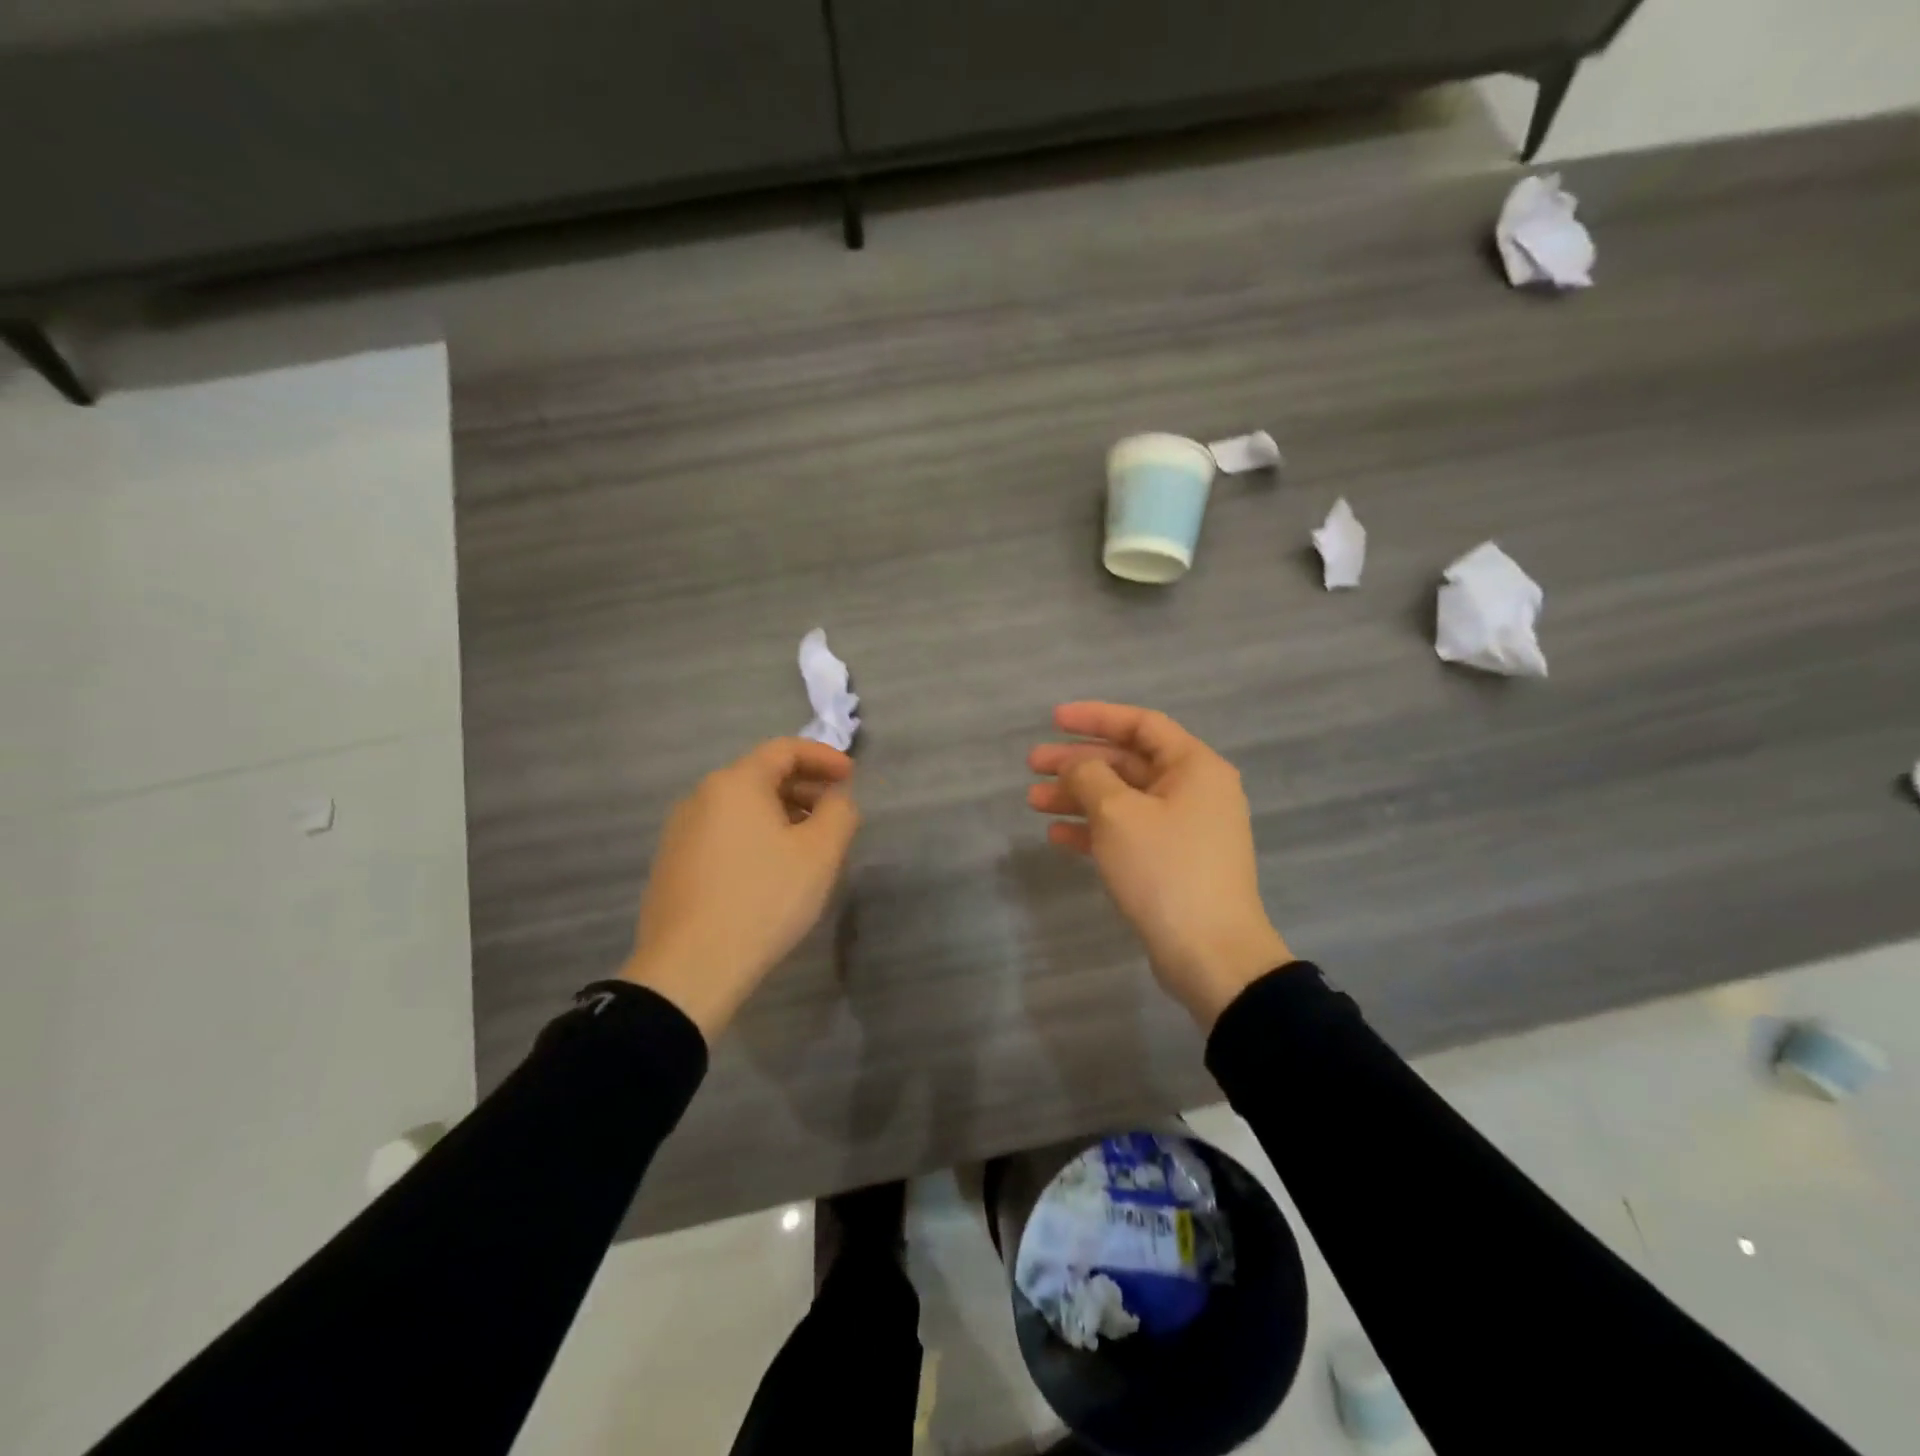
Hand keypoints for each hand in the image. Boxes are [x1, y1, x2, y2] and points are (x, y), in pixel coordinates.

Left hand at [621, 738, 858, 1039]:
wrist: (690, 967)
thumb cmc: (763, 899)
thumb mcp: (820, 853)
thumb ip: (839, 812)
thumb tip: (835, 798)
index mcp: (735, 783)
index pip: (784, 750)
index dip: (823, 757)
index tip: (851, 777)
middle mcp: (701, 797)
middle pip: (760, 776)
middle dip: (804, 787)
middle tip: (834, 813)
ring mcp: (680, 832)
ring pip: (740, 808)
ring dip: (780, 814)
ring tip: (807, 845)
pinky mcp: (672, 865)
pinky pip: (722, 834)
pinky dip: (754, 837)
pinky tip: (770, 871)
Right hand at [1028, 702, 1290, 1027]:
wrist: (1212, 955)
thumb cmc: (1166, 870)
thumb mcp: (1118, 814)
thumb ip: (1089, 776)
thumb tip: (1077, 766)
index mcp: (1194, 767)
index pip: (1141, 724)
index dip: (1095, 717)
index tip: (1053, 720)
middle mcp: (1194, 791)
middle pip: (1127, 762)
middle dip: (1078, 762)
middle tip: (1032, 764)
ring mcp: (1184, 829)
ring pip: (1123, 800)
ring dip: (1078, 797)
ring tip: (1033, 801)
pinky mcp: (1172, 862)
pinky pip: (1128, 833)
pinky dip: (1094, 830)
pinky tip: (1057, 836)